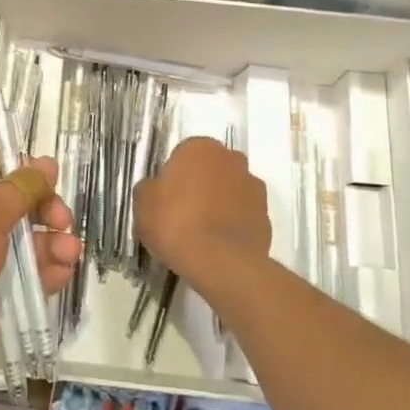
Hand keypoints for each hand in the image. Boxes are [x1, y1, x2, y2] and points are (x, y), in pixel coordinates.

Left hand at [0, 157, 81, 407]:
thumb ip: (19, 189)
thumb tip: (46, 163)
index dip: (22, 169)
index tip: (51, 177)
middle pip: (17, 204)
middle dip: (45, 208)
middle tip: (62, 220)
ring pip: (28, 241)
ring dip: (53, 242)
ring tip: (69, 251)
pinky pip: (29, 276)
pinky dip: (48, 271)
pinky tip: (63, 271)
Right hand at [134, 136, 269, 293]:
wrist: (220, 262)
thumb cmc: (175, 222)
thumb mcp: (143, 202)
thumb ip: (150, 188)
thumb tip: (156, 189)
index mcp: (200, 147)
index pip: (184, 154)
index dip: (174, 177)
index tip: (166, 198)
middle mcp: (231, 159)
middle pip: (211, 169)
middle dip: (201, 184)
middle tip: (183, 212)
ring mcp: (253, 187)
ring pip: (231, 190)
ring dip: (220, 203)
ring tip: (203, 233)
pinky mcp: (266, 216)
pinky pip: (244, 215)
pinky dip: (234, 224)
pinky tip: (219, 245)